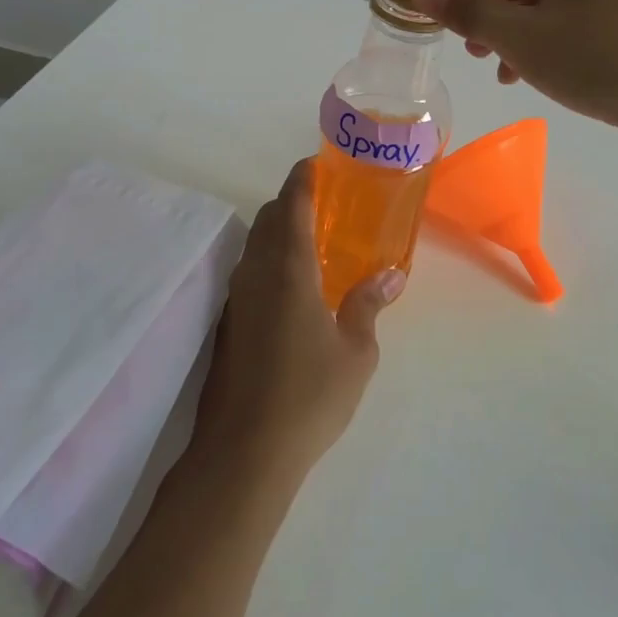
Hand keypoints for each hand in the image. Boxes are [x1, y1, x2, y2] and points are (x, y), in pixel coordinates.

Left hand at [193, 159, 403, 485]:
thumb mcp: (355, 352)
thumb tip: (390, 275)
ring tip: (313, 243)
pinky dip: (269, 261)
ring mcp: (236, 299)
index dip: (303, 177)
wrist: (243, 453)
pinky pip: (249, 272)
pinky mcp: (227, 323)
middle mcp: (256, 273)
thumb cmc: (308, 396)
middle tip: (326, 206)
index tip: (318, 163)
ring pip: (255, 245)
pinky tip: (293, 288)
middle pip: (269, 218)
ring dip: (279, 231)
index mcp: (288, 269)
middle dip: (293, 201)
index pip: (291, 204)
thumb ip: (368, 305)